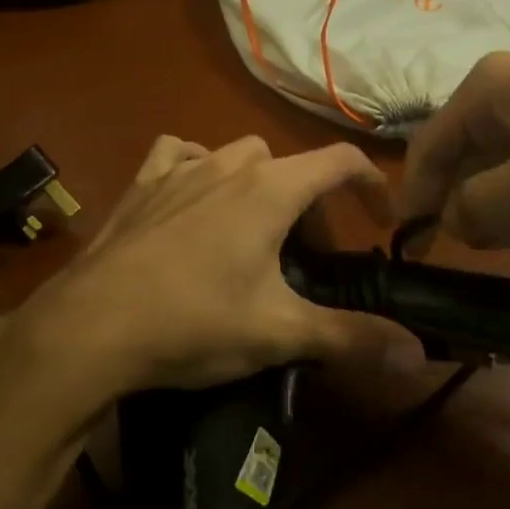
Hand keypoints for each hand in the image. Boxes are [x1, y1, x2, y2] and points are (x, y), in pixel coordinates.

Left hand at [10, 135, 419, 399]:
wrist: (92, 324)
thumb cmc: (194, 321)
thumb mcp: (280, 333)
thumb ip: (352, 338)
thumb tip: (417, 354)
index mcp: (270, 189)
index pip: (340, 161)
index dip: (371, 184)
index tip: (382, 221)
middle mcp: (229, 165)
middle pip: (289, 167)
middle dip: (309, 205)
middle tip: (305, 259)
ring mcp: (181, 169)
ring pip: (237, 156)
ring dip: (258, 185)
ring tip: (253, 233)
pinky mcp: (142, 184)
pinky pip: (180, 154)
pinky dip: (198, 167)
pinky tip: (193, 199)